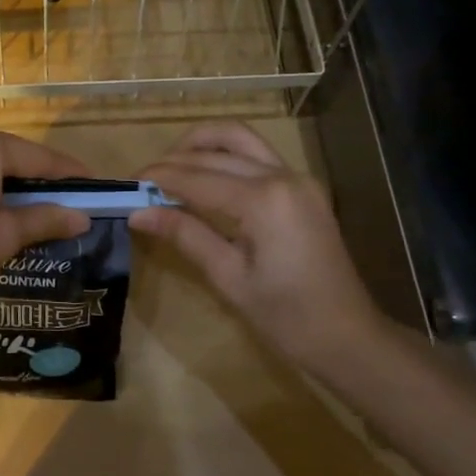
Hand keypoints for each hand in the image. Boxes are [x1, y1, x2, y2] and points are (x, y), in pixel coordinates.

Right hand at [131, 122, 387, 375]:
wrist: (348, 336)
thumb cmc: (286, 317)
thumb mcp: (229, 278)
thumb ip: (185, 235)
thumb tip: (138, 213)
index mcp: (263, 200)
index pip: (197, 177)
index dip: (159, 178)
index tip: (127, 184)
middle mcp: (282, 176)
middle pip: (216, 152)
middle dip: (175, 160)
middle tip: (143, 181)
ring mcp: (298, 178)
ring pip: (241, 139)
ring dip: (203, 144)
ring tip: (172, 167)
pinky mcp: (304, 187)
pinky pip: (258, 155)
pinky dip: (226, 156)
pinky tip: (205, 176)